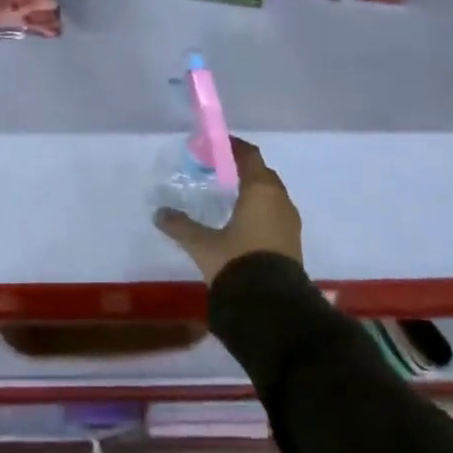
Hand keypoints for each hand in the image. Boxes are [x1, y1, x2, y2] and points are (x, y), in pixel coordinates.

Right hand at [156, 138, 302, 284]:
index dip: (233, 147)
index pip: (249, 155)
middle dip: (242, 168)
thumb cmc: (237, 263)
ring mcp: (290, 222)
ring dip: (253, 190)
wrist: (273, 308)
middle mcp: (280, 200)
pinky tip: (243, 221)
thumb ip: (181, 226)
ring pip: (271, 194)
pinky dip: (260, 209)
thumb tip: (159, 213)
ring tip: (229, 195)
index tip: (215, 144)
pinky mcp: (292, 242)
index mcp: (260, 190)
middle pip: (262, 173)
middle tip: (218, 169)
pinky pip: (275, 213)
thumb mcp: (203, 245)